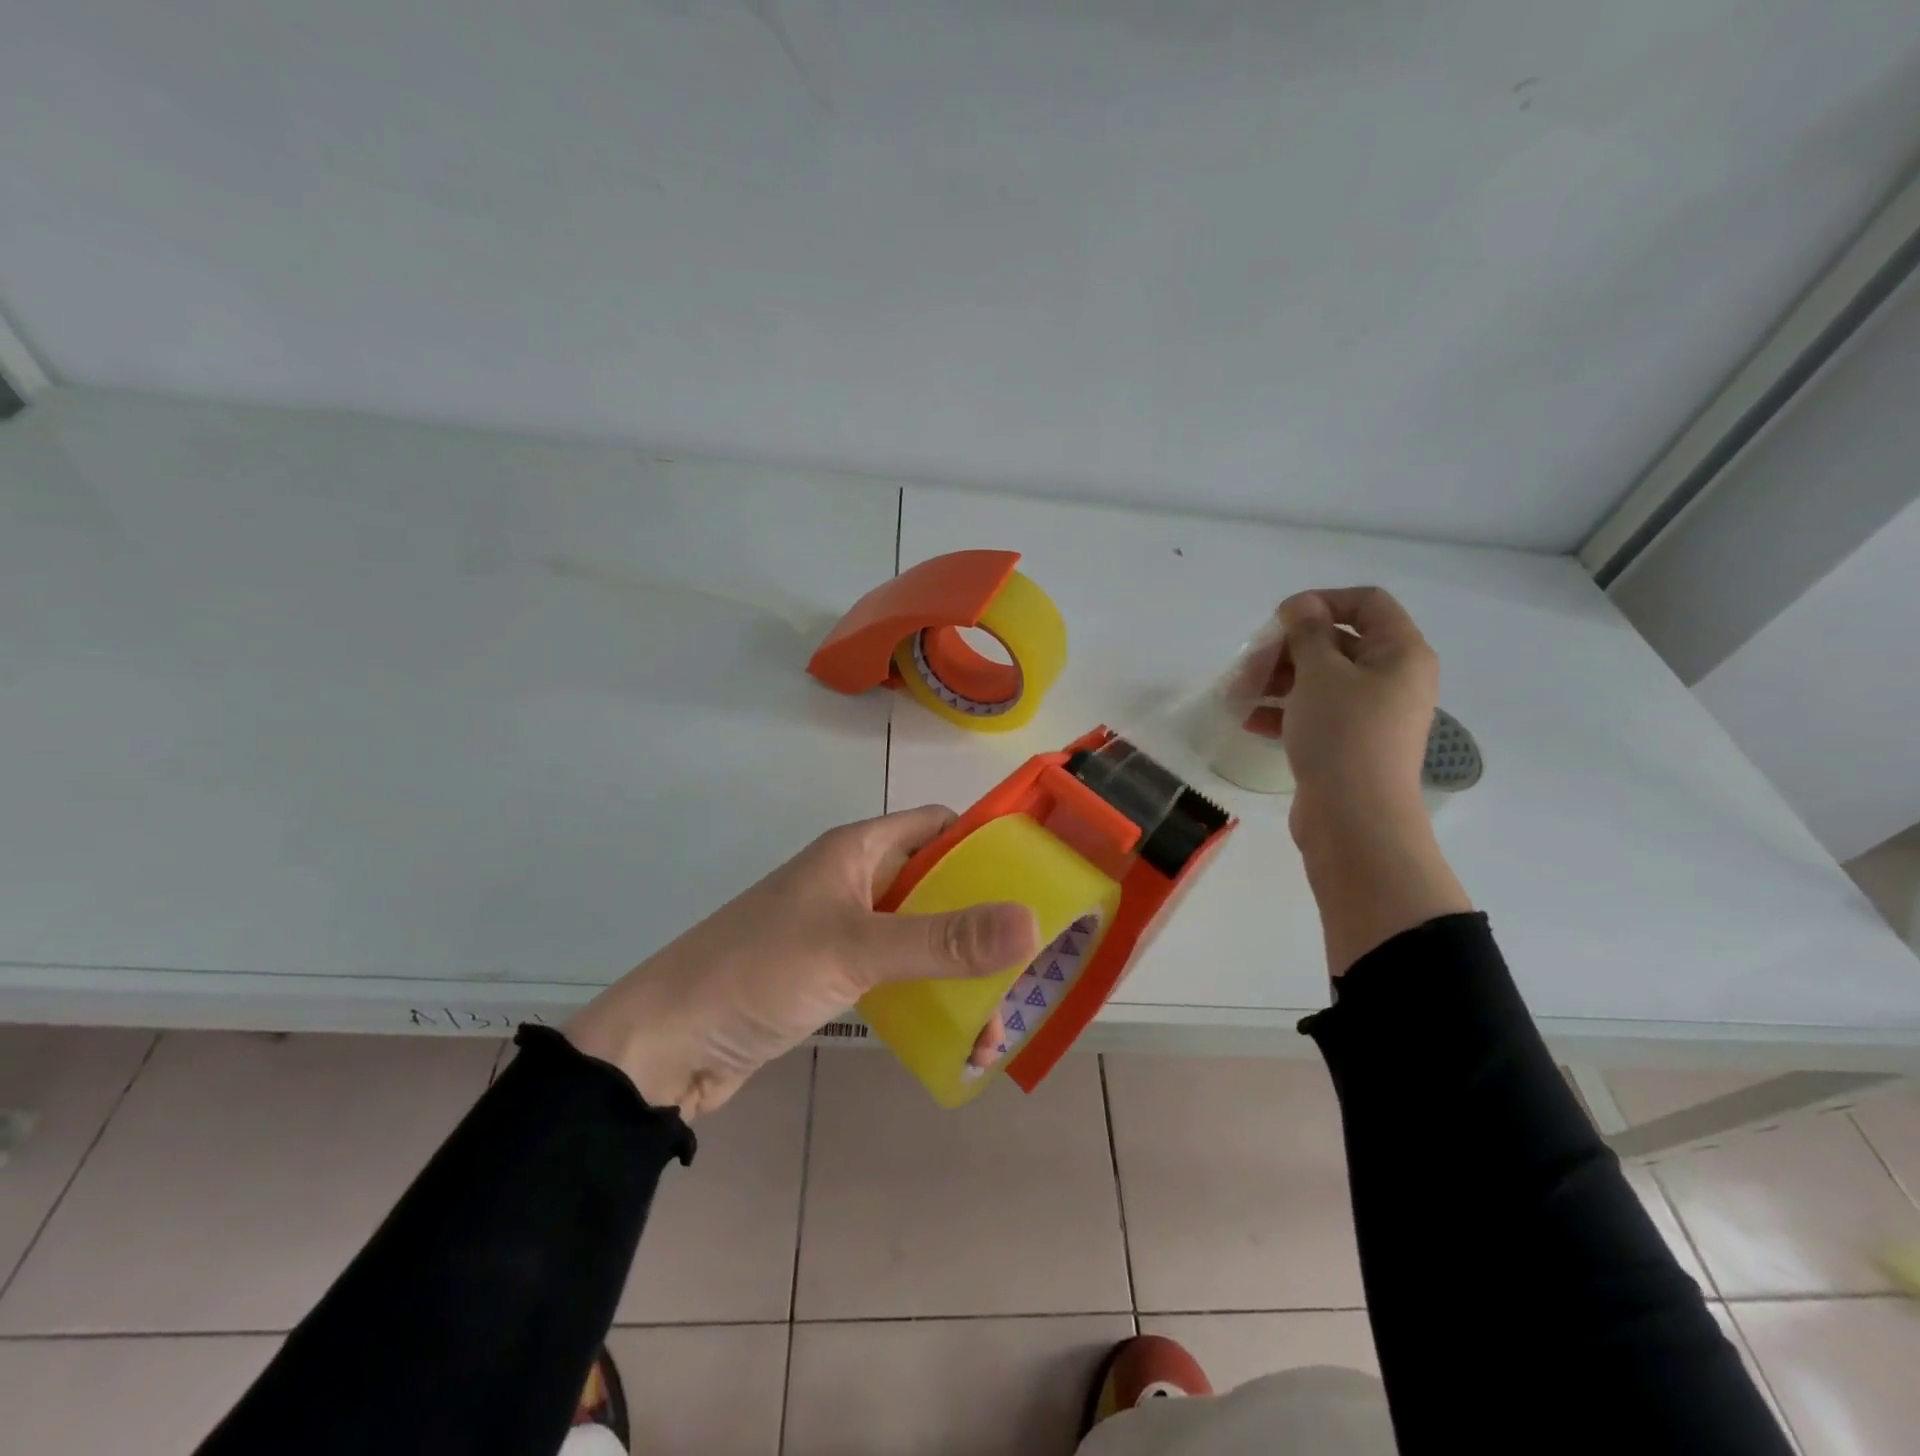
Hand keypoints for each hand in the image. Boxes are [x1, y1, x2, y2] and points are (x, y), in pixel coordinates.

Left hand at [566, 806, 1038, 1117]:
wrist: (665, 1045)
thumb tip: (1033, 921)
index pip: (938, 827)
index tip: (1038, 879)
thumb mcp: (853, 949)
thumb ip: (942, 938)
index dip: (987, 844)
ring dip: (961, 971)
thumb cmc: (757, 972)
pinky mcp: (834, 977)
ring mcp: (844, 931)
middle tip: (1032, 965)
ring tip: (1000, 1022)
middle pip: (937, 886)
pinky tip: (960, 1037)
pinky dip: (930, 998)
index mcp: (858, 851)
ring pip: (921, 937)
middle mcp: (855, 882)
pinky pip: (898, 976)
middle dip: (984, 922)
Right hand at [1265, 587, 1438, 837]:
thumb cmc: (1343, 734)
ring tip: (1237, 696)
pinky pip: (1315, 713)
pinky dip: (1283, 711)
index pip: (1367, 603)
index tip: (1280, 620)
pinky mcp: (1350, 743)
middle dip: (1286, 651)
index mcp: (1400, 653)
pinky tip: (1249, 721)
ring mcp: (1371, 714)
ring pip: (1320, 681)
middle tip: (1248, 667)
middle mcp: (1392, 679)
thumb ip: (1308, 633)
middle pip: (1336, 644)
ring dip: (1276, 682)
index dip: (1322, 602)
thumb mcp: (1320, 673)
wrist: (1355, 818)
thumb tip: (1302, 605)